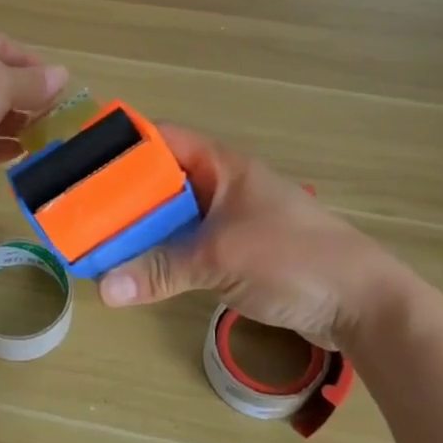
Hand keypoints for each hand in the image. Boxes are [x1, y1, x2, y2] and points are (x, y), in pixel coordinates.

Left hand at [0, 23, 67, 200]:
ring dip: (10, 125)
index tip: (57, 86)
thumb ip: (33, 82)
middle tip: (52, 115)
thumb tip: (62, 75)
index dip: (31, 64)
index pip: (0, 44)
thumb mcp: (1, 83)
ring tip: (41, 138)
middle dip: (23, 98)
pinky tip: (18, 154)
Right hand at [98, 124, 407, 352]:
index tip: (82, 161)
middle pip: (161, 180)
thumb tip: (103, 289)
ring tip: (96, 242)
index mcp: (222, 166)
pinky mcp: (237, 253)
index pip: (162, 138)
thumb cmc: (293, 259)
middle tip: (79, 211)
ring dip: (141, 230)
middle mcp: (222, 186)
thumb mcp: (220, 259)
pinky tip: (135, 270)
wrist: (363, 304)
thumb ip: (159, 270)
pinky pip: (188, 246)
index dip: (123, 144)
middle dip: (122, 195)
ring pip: (173, 217)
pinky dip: (162, 256)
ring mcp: (231, 220)